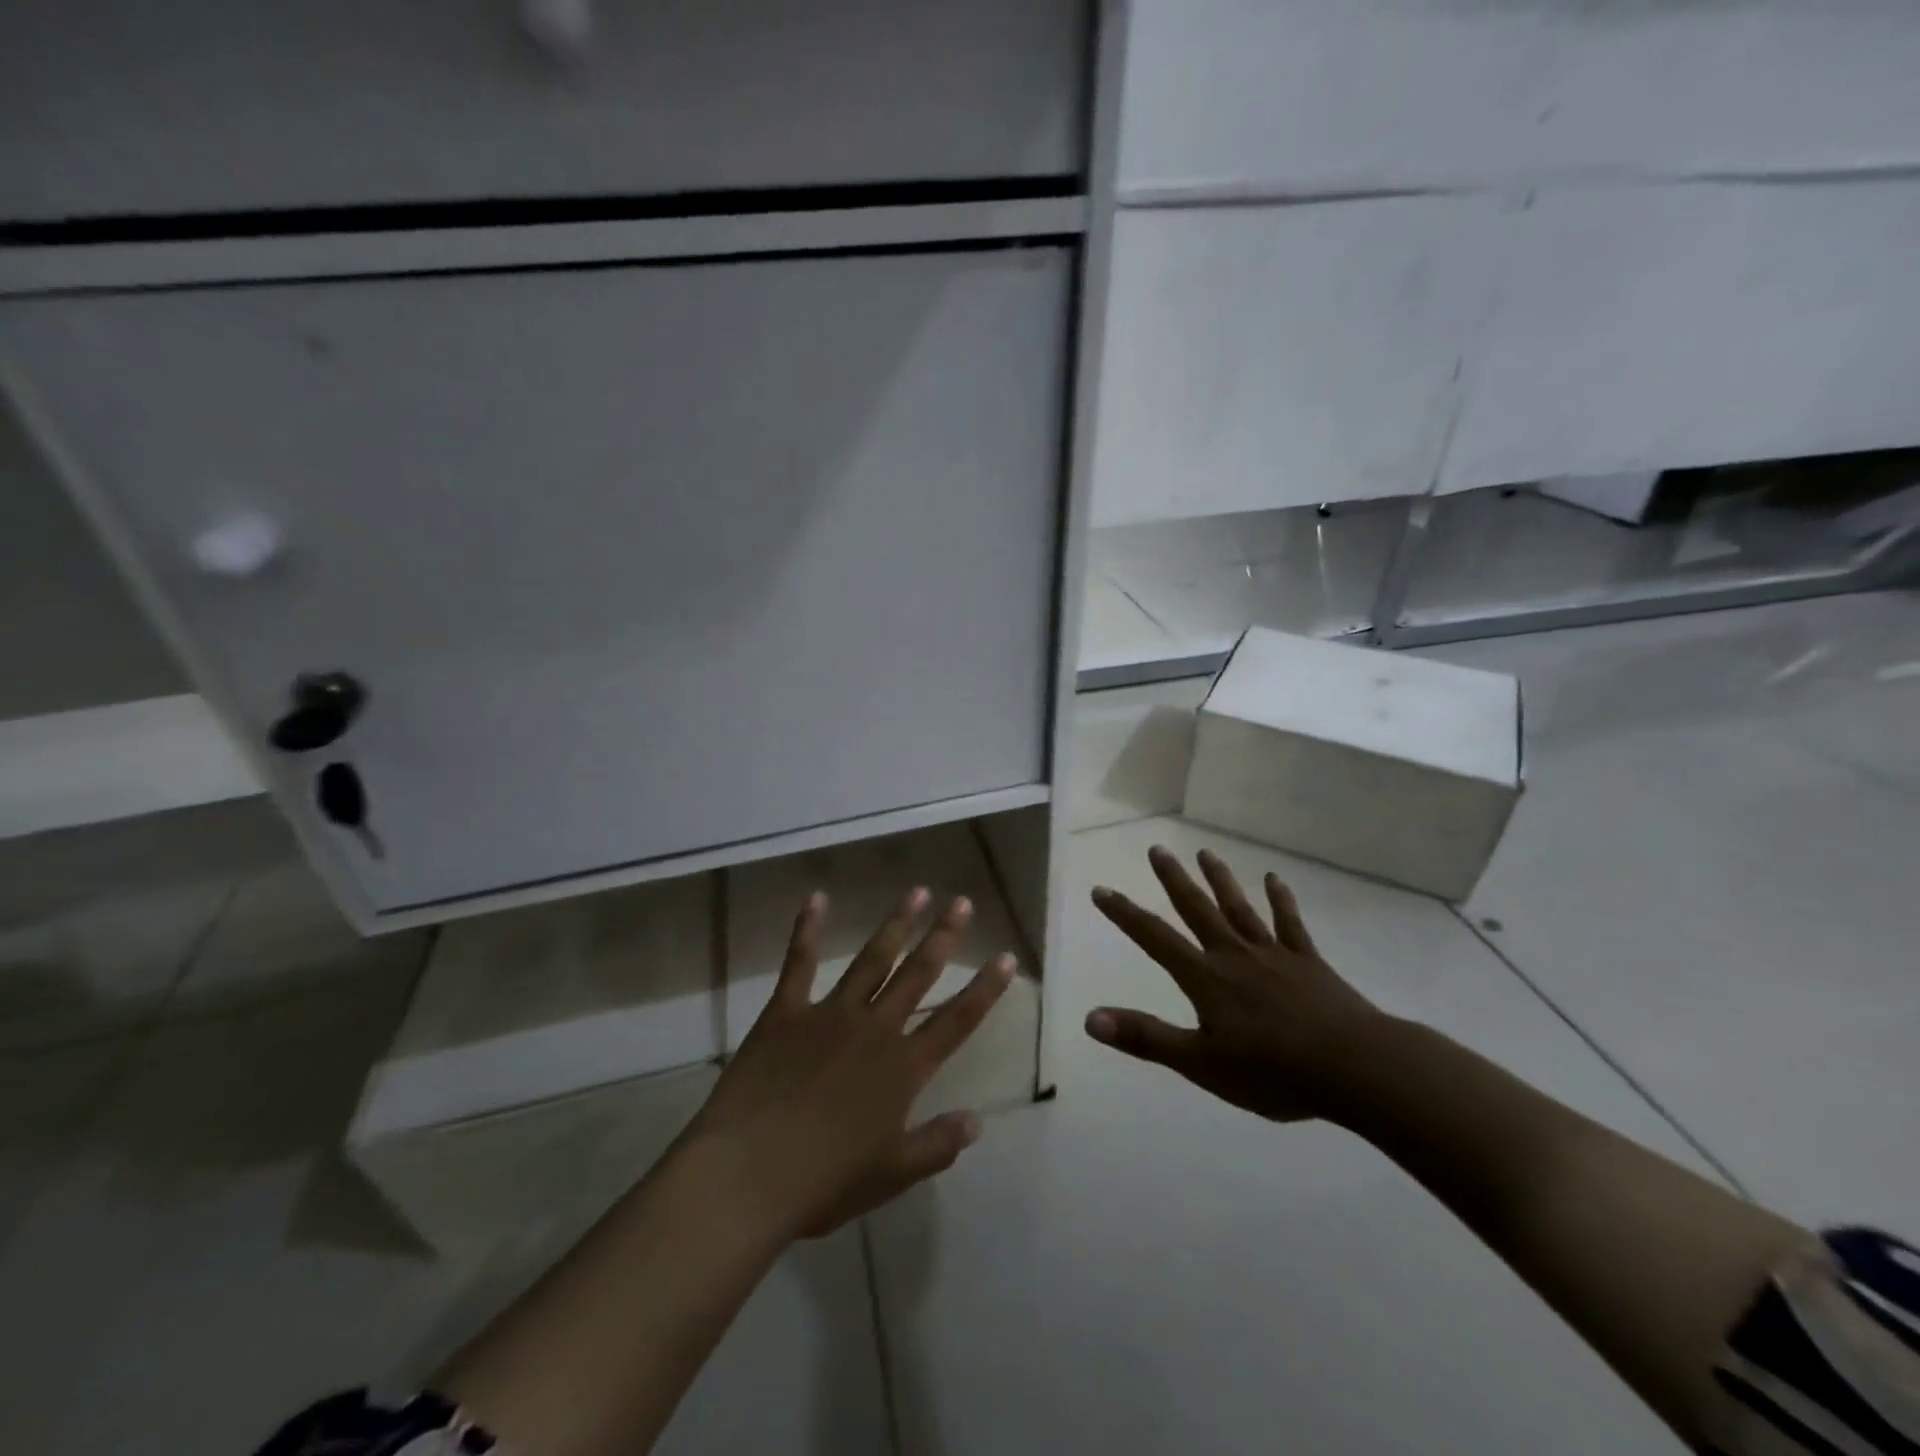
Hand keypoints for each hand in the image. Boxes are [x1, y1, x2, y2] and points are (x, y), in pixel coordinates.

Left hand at [685, 888, 1014, 1239]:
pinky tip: (817, 898)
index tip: (1005, 957)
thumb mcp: (891, 1175)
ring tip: (917, 891)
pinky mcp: (787, 1011)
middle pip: (918, 974)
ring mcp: (830, 1014)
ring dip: (896, 923)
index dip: (985, 988)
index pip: (957, 1020)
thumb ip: (937, 1145)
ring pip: (873, 959)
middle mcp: (875, 1028)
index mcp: (903, 1067)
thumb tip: (978, 1122)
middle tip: (961, 901)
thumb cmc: (824, 1183)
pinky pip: (800, 962)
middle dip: (943, 936)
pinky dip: (808, 929)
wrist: (748, 1175)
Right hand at [1085, 845, 1385, 1122]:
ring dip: (1220, 880)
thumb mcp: (1200, 1064)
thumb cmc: (1273, 1071)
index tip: (1102, 889)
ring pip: (1240, 909)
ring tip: (1206, 853)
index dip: (1125, 915)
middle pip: (1198, 910)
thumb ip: (1146, 1038)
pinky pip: (1290, 924)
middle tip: (1157, 849)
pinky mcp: (1308, 963)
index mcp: (1206, 978)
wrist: (1355, 1068)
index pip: (1155, 939)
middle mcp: (1234, 955)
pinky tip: (1275, 879)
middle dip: (1174, 880)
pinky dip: (1282, 900)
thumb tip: (1090, 1018)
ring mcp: (1274, 955)